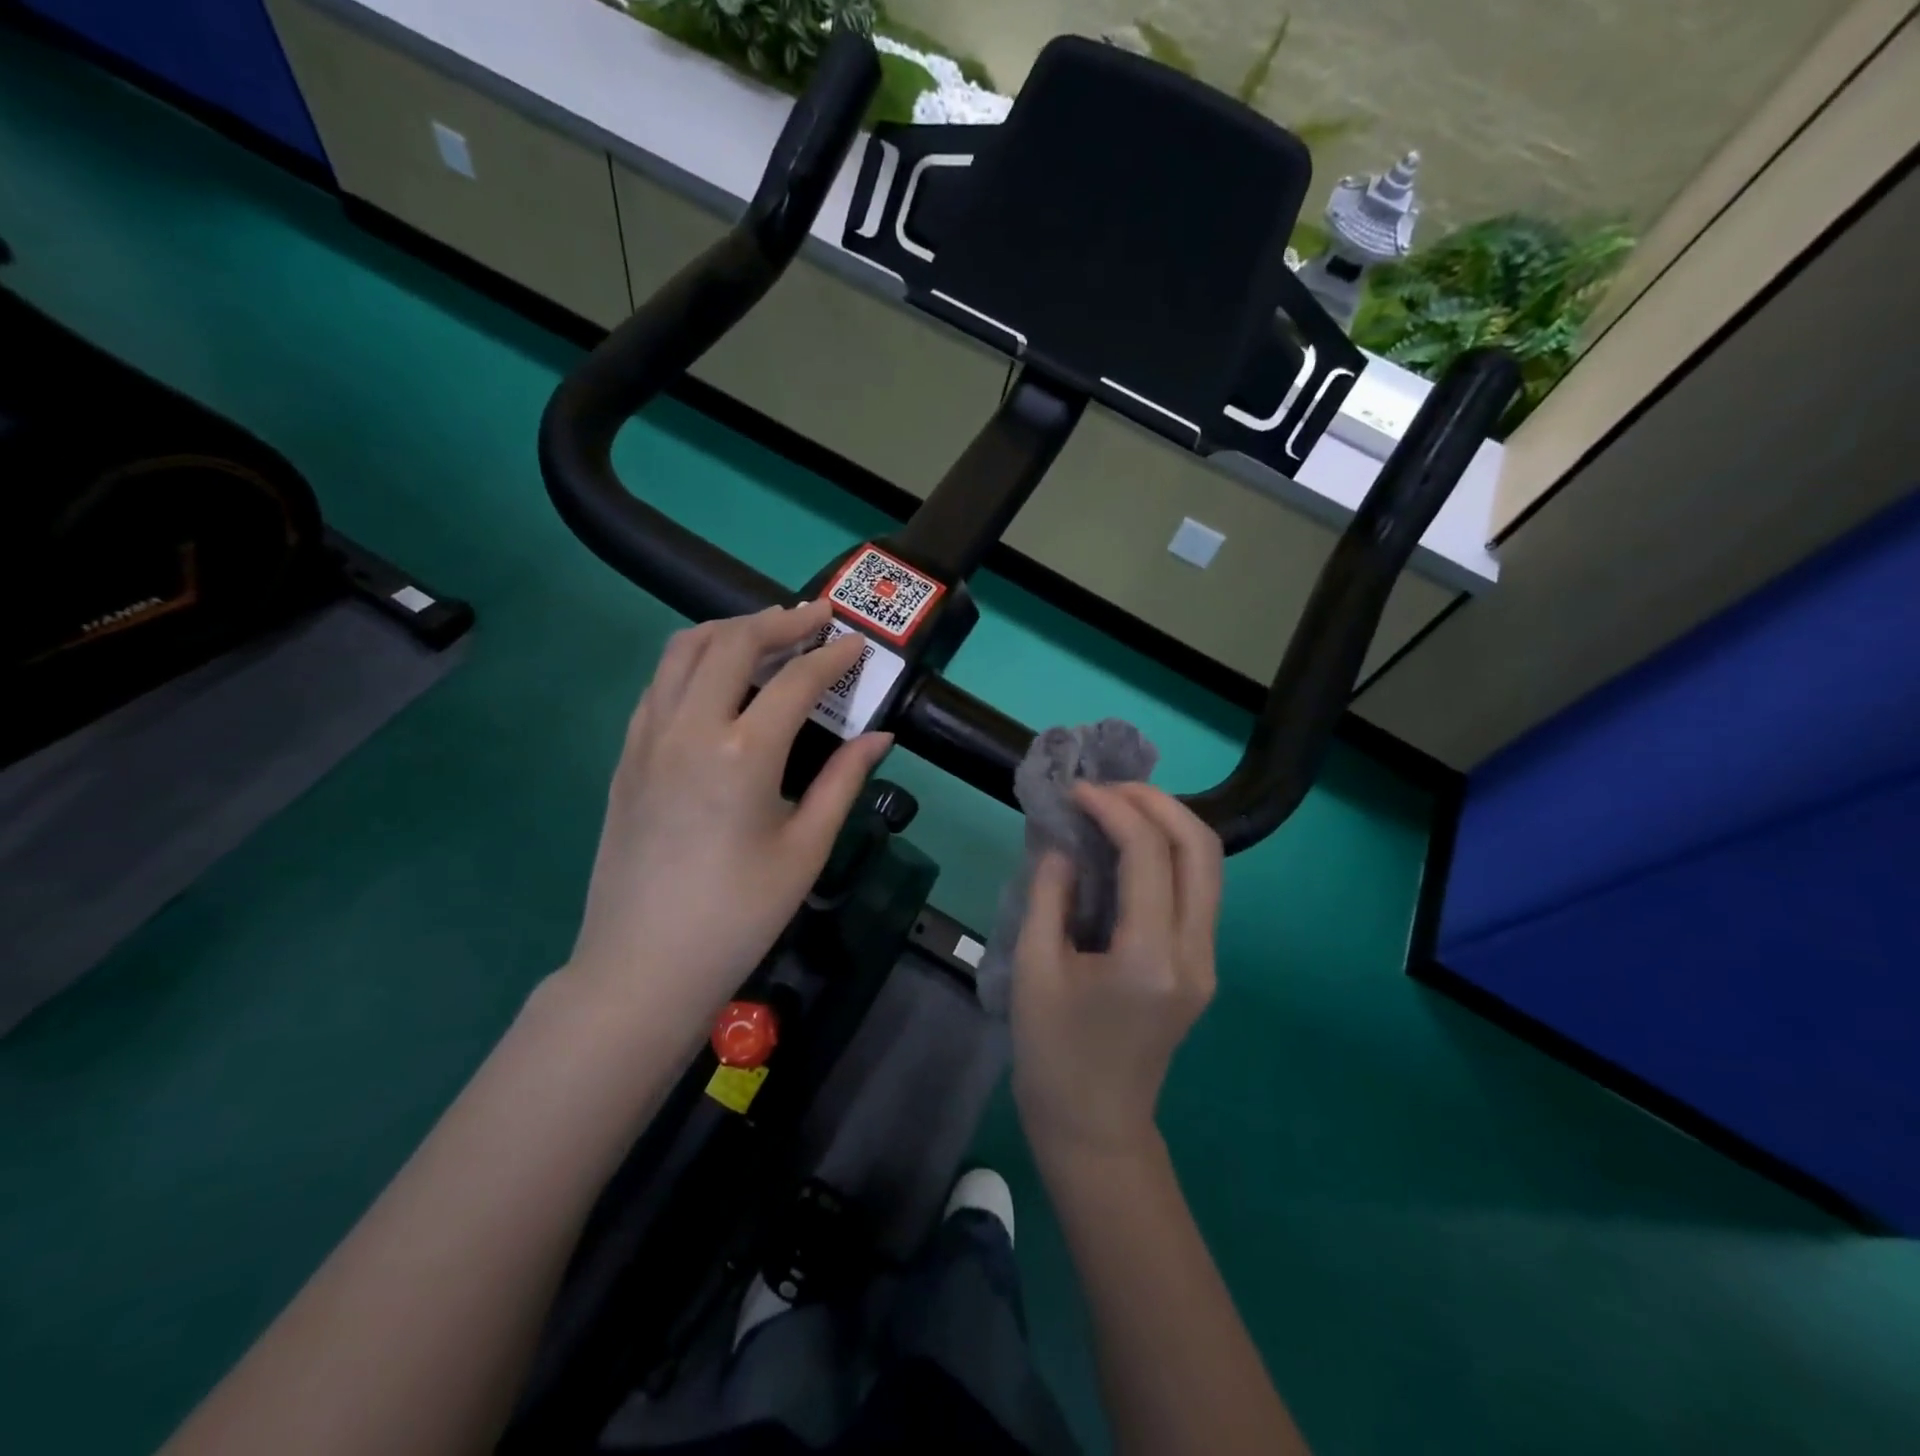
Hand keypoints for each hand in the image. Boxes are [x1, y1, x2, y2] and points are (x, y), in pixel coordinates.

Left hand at [566, 601, 891, 1030]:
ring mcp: (647, 738)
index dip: (832, 656)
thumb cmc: (739, 915)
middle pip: (732, 642)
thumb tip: (880, 736)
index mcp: (743, 754)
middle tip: (815, 616)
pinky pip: (659, 683)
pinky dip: (693, 661)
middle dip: (779, 620)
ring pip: (683, 650)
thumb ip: (844, 781)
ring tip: (766, 630)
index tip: (857, 645)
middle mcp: (689, 729)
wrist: (643, 966)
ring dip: (729, 629)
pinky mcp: (625, 756)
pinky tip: (717, 678)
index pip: (795, 680)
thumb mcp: (805, 849)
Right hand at [1011, 783, 1222, 1158]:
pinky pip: (1197, 888)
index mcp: (1150, 958)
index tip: (1075, 791)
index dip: (1113, 808)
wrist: (1095, 1127)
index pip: (1149, 853)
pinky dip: (1169, 851)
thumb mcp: (1035, 970)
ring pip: (1208, 864)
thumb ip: (1050, 895)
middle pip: (1200, 847)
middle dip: (1156, 801)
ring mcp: (1206, 960)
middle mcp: (1194, 953)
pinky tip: (1129, 844)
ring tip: (1116, 805)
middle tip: (1106, 788)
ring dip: (1168, 821)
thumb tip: (1063, 843)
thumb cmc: (1053, 1055)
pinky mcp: (1201, 965)